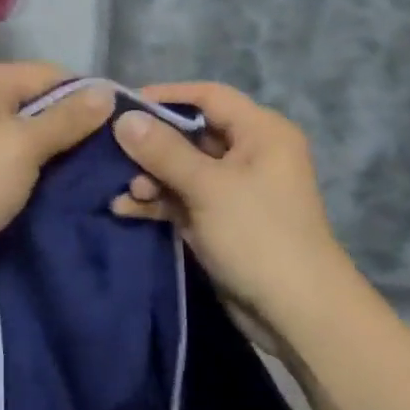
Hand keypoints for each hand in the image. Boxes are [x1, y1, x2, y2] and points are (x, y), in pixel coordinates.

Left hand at [0, 62, 113, 291]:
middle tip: (112, 154)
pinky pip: (13, 155)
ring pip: (28, 132)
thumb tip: (108, 92)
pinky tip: (63, 184)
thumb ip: (68, 119)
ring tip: (94, 172)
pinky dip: (36, 167)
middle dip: (73, 127)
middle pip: (39, 102)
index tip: (121, 128)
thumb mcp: (24, 146)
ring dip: (56, 151)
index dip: (87, 98)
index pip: (51, 75)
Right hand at [109, 82, 354, 343]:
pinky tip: (125, 208)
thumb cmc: (258, 235)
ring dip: (151, 177)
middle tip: (111, 150)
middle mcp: (249, 153)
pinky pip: (184, 199)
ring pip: (183, 169)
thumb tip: (123, 119)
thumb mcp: (207, 187)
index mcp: (261, 132)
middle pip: (192, 133)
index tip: (122, 106)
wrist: (297, 313)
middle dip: (152, 144)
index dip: (166, 96)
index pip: (209, 96)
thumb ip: (163, 151)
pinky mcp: (221, 220)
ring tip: (124, 190)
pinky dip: (159, 202)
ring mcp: (235, 189)